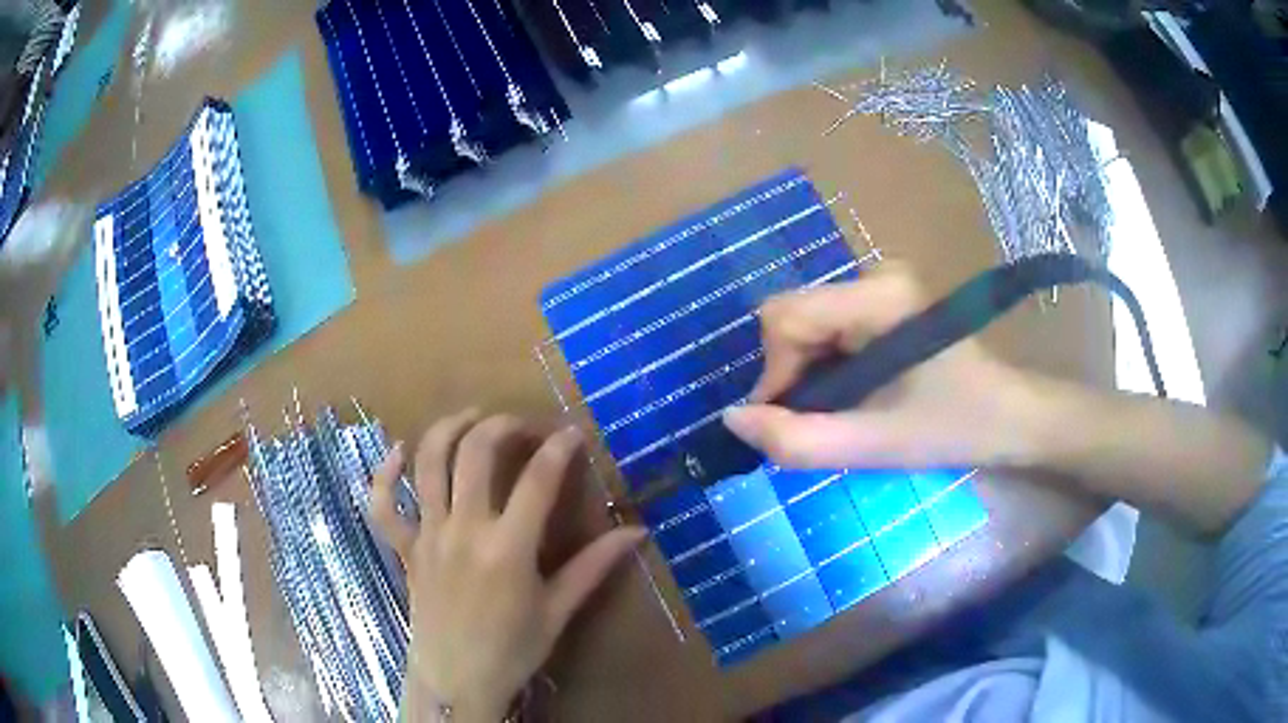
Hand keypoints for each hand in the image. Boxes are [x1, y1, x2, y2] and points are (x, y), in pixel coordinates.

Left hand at [370, 411, 646, 721]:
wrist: (456, 679)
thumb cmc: (513, 649)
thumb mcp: (558, 609)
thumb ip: (594, 566)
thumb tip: (638, 532)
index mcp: (507, 548)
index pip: (537, 480)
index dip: (559, 448)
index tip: (574, 433)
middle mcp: (463, 529)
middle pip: (475, 453)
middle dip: (502, 426)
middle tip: (523, 426)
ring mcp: (427, 535)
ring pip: (427, 463)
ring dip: (449, 429)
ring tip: (471, 417)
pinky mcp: (404, 547)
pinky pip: (382, 504)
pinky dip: (383, 473)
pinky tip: (397, 453)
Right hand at [723, 262, 1039, 469]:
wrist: (1011, 417)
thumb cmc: (954, 428)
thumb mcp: (875, 444)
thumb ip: (798, 440)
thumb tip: (732, 421)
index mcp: (877, 295)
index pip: (785, 317)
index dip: (774, 374)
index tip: (790, 423)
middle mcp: (873, 276)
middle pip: (793, 317)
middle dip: (790, 375)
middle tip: (817, 424)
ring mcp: (881, 286)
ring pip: (807, 324)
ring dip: (807, 375)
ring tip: (838, 415)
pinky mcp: (886, 303)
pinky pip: (829, 328)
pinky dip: (824, 367)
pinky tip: (850, 396)